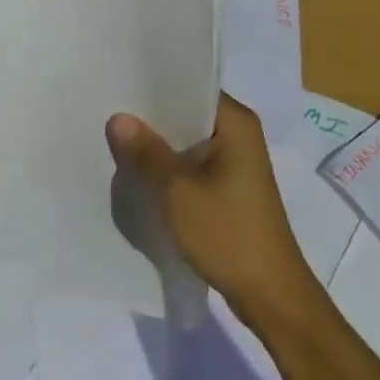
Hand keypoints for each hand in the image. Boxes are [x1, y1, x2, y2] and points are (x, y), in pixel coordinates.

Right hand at [105, 92, 317, 330]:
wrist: (270, 295)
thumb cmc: (227, 233)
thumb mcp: (177, 191)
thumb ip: (146, 152)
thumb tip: (118, 118)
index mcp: (235, 122)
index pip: (191, 86)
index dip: (154, 86)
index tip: (119, 84)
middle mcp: (240, 134)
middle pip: (188, 113)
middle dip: (152, 118)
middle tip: (108, 113)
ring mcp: (237, 162)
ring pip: (188, 141)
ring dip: (160, 146)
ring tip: (117, 141)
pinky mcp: (231, 188)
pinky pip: (194, 165)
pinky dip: (171, 168)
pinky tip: (141, 174)